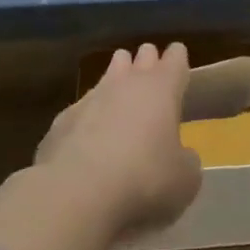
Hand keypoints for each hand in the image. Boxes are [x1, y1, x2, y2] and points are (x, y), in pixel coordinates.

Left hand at [34, 42, 202, 240]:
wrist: (77, 193)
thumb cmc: (144, 180)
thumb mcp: (185, 180)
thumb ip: (186, 161)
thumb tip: (181, 155)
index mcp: (162, 88)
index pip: (175, 58)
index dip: (178, 60)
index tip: (179, 66)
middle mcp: (127, 82)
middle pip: (141, 56)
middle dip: (147, 62)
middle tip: (152, 78)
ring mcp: (91, 97)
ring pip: (109, 73)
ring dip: (117, 80)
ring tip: (121, 96)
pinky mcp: (63, 119)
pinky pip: (82, 108)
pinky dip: (89, 118)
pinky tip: (88, 140)